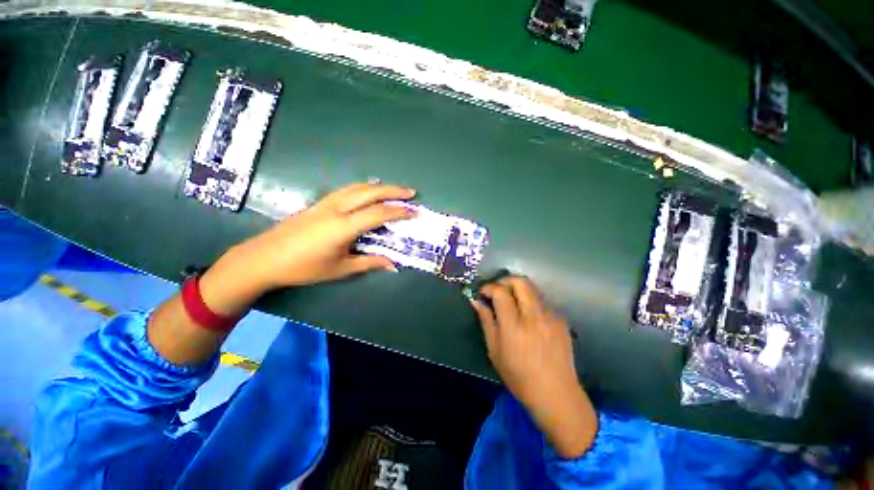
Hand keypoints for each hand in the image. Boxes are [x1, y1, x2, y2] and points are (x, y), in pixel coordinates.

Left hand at [236, 182, 415, 289]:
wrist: (264, 258)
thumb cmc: (304, 268)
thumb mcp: (340, 269)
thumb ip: (369, 263)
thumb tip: (393, 265)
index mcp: (343, 227)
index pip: (378, 214)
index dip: (399, 212)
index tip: (415, 213)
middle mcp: (336, 209)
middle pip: (370, 192)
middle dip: (393, 191)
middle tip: (411, 192)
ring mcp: (326, 203)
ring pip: (357, 187)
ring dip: (379, 186)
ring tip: (394, 189)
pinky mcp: (319, 203)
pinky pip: (346, 189)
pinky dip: (363, 187)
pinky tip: (368, 190)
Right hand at [471, 276, 597, 458]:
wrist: (556, 393)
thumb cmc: (518, 376)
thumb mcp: (494, 350)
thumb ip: (486, 321)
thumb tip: (476, 301)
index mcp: (514, 325)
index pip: (501, 292)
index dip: (489, 287)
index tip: (483, 292)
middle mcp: (534, 316)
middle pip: (520, 281)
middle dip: (505, 280)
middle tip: (498, 290)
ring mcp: (550, 316)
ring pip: (533, 288)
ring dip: (518, 289)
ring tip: (511, 302)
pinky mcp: (561, 320)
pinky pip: (542, 301)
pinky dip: (530, 301)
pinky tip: (527, 316)